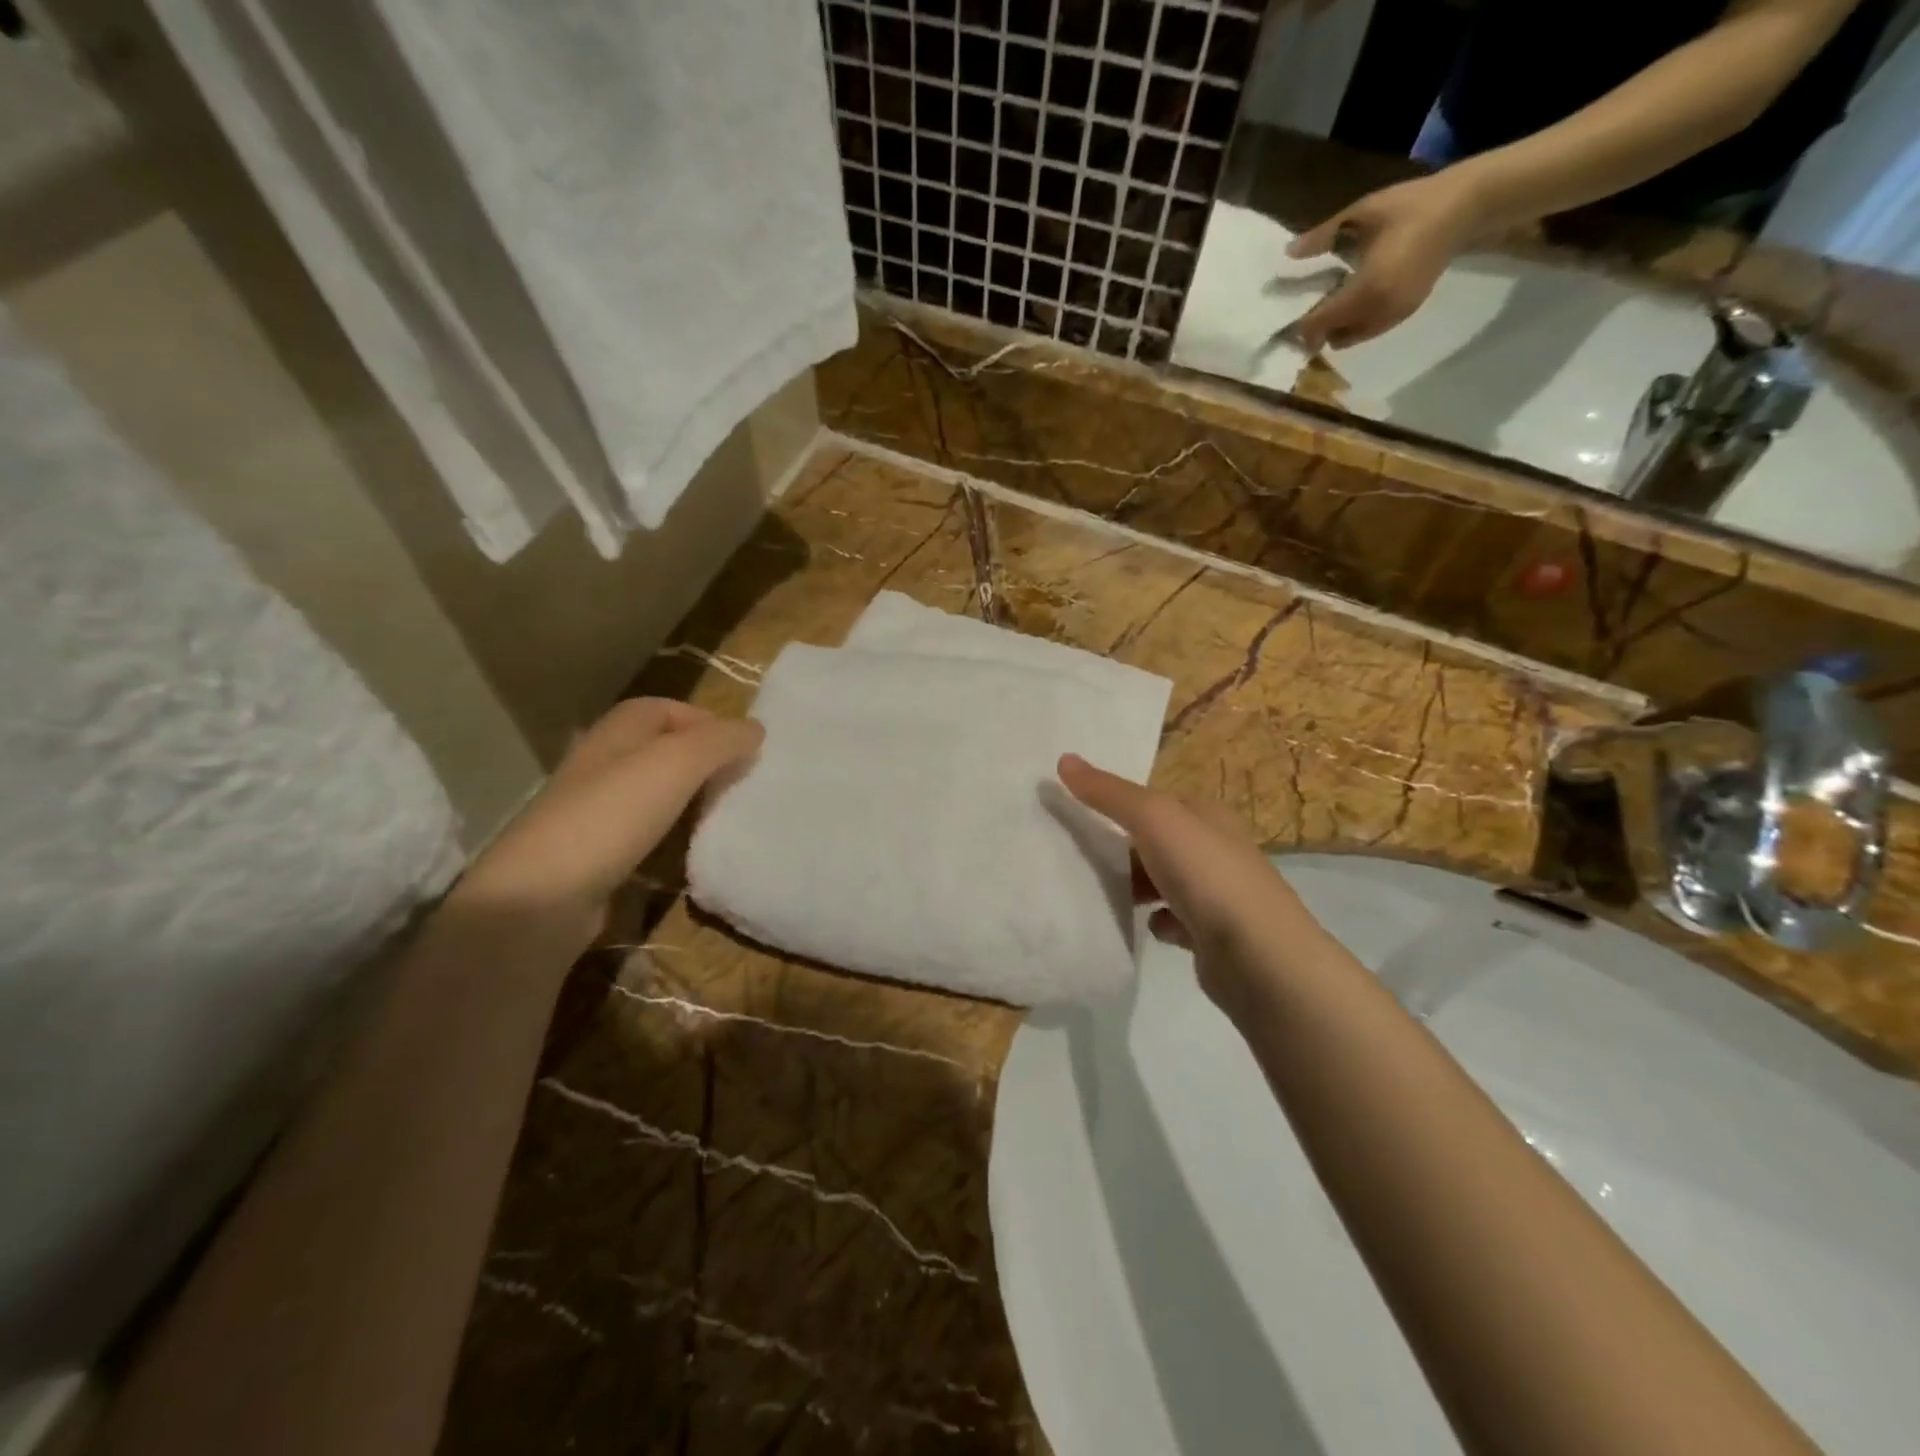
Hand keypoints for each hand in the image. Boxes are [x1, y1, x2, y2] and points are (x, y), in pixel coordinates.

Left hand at [458, 698, 762, 933]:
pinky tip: (692, 849)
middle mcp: (602, 764)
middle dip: (702, 759)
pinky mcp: (595, 853)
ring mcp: (595, 811)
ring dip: (689, 798)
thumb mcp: (677, 763)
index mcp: (616, 733)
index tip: (744, 746)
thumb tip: (756, 729)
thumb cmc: (612, 815)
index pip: (664, 708)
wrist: (543, 898)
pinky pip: (644, 832)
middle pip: (660, 749)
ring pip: (654, 792)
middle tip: (742, 779)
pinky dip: (672, 835)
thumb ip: (720, 741)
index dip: (705, 720)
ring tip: (726, 812)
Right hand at [1058, 754, 1324, 1014]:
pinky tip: (1146, 927)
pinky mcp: (1215, 934)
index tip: (1080, 818)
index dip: (1119, 806)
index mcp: (1207, 814)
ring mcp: (1219, 894)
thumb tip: (1064, 759)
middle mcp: (1217, 849)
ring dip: (1138, 888)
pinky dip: (1159, 922)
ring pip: (1165, 882)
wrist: (1258, 956)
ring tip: (1105, 895)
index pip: (1156, 801)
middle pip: (1158, 843)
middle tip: (1083, 860)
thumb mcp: (1152, 819)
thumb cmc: (1205, 874)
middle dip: (1124, 851)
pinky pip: (1176, 920)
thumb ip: (1108, 793)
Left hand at [1283, 170, 1485, 350]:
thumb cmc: (1412, 206)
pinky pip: (1367, 332)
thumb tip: (1289, 252)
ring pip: (1349, 339)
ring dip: (1335, 329)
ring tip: (1329, 303)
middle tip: (1306, 309)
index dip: (1300, 324)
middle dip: (1316, 330)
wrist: (1465, 209)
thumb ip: (1323, 236)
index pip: (1320, 322)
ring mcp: (1393, 316)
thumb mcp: (1363, 213)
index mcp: (1366, 289)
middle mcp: (1378, 311)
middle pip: (1332, 337)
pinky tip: (1352, 300)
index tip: (1286, 317)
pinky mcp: (1404, 314)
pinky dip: (1353, 324)